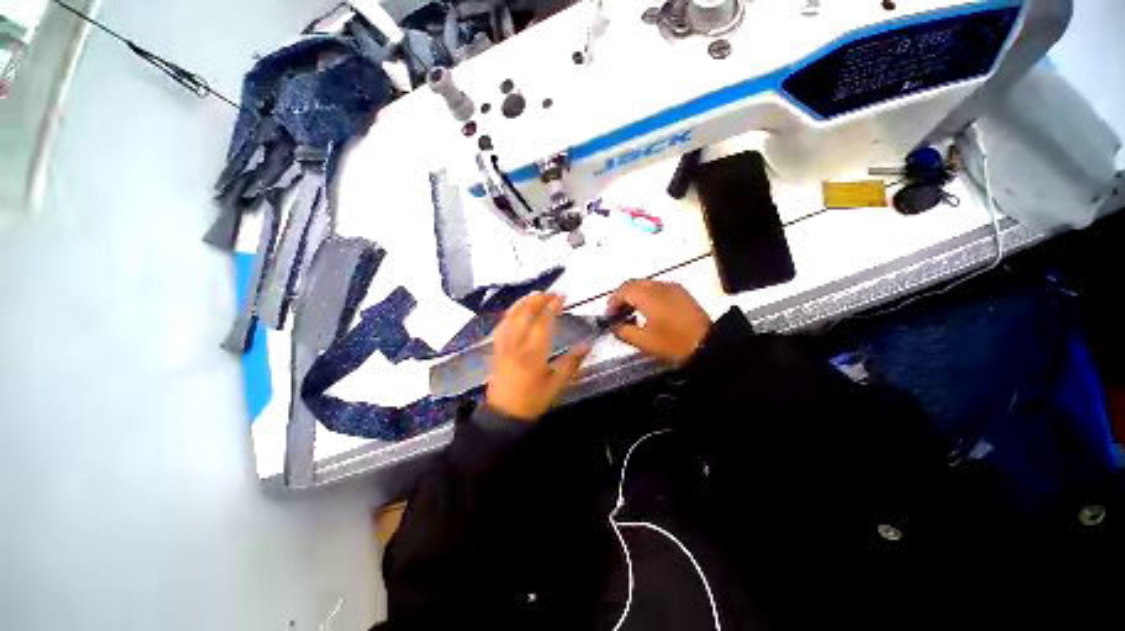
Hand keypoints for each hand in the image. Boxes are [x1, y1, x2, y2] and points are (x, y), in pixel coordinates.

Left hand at [486, 293, 591, 420]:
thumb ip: (572, 363)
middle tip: (550, 293)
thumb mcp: (557, 385)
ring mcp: (503, 345)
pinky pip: (501, 325)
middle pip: (524, 314)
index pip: (543, 322)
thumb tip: (587, 345)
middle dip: (538, 299)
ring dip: (523, 302)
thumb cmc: (532, 401)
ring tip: (535, 296)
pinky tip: (516, 311)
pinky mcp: (496, 349)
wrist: (504, 415)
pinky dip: (510, 313)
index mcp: (532, 354)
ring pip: (510, 316)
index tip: (562, 296)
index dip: (553, 306)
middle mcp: (515, 345)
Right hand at [607, 280, 711, 364]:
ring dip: (634, 296)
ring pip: (645, 285)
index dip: (612, 302)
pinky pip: (657, 288)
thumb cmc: (673, 343)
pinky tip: (648, 311)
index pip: (623, 290)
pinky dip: (647, 296)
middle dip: (622, 297)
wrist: (708, 344)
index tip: (608, 316)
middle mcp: (659, 286)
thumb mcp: (644, 341)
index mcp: (648, 296)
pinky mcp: (680, 292)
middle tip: (617, 313)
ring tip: (631, 313)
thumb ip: (624, 331)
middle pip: (633, 284)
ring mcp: (672, 287)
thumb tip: (615, 326)